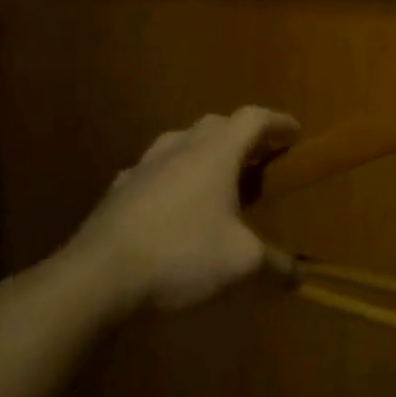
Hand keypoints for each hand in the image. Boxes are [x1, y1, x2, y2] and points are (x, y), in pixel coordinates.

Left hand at [68, 106, 299, 312]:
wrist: (97, 277)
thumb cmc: (181, 253)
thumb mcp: (240, 262)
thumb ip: (273, 264)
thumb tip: (298, 278)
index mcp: (216, 153)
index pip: (253, 118)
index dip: (277, 122)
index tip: (295, 133)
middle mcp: (180, 149)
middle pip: (216, 123)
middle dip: (241, 134)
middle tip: (258, 156)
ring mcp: (143, 167)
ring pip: (179, 141)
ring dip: (201, 150)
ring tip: (214, 174)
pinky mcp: (117, 192)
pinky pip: (150, 171)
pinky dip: (168, 177)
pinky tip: (168, 201)